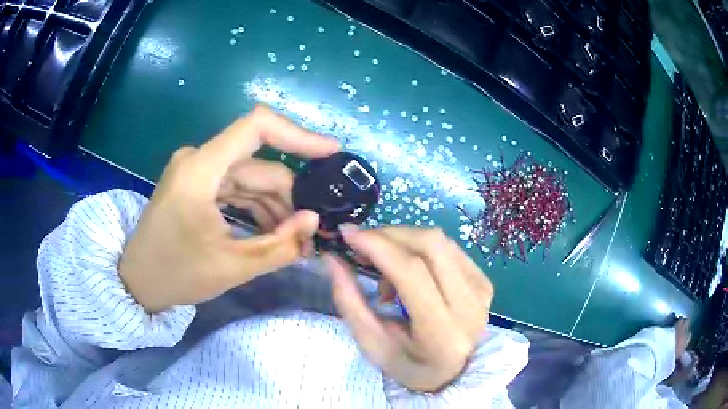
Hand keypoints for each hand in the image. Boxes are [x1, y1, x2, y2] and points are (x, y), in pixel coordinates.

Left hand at [119, 106, 338, 311]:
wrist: (138, 280)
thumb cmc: (176, 274)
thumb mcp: (231, 267)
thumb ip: (279, 246)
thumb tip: (315, 220)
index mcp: (200, 170)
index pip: (256, 127)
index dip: (298, 135)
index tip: (331, 153)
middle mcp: (199, 160)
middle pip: (259, 164)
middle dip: (290, 195)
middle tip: (313, 230)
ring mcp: (197, 171)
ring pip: (251, 178)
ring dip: (276, 205)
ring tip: (295, 239)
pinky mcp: (197, 184)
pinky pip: (237, 188)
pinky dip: (257, 207)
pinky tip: (273, 232)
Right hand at [324, 225, 493, 391]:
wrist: (453, 373)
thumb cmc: (408, 365)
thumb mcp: (371, 344)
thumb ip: (350, 301)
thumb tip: (333, 258)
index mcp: (442, 333)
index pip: (412, 272)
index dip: (378, 245)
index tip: (348, 234)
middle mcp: (470, 306)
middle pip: (430, 245)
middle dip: (389, 235)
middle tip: (362, 246)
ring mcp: (481, 290)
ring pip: (440, 241)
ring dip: (403, 242)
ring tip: (385, 269)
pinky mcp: (484, 280)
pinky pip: (448, 247)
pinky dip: (420, 249)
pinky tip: (409, 270)